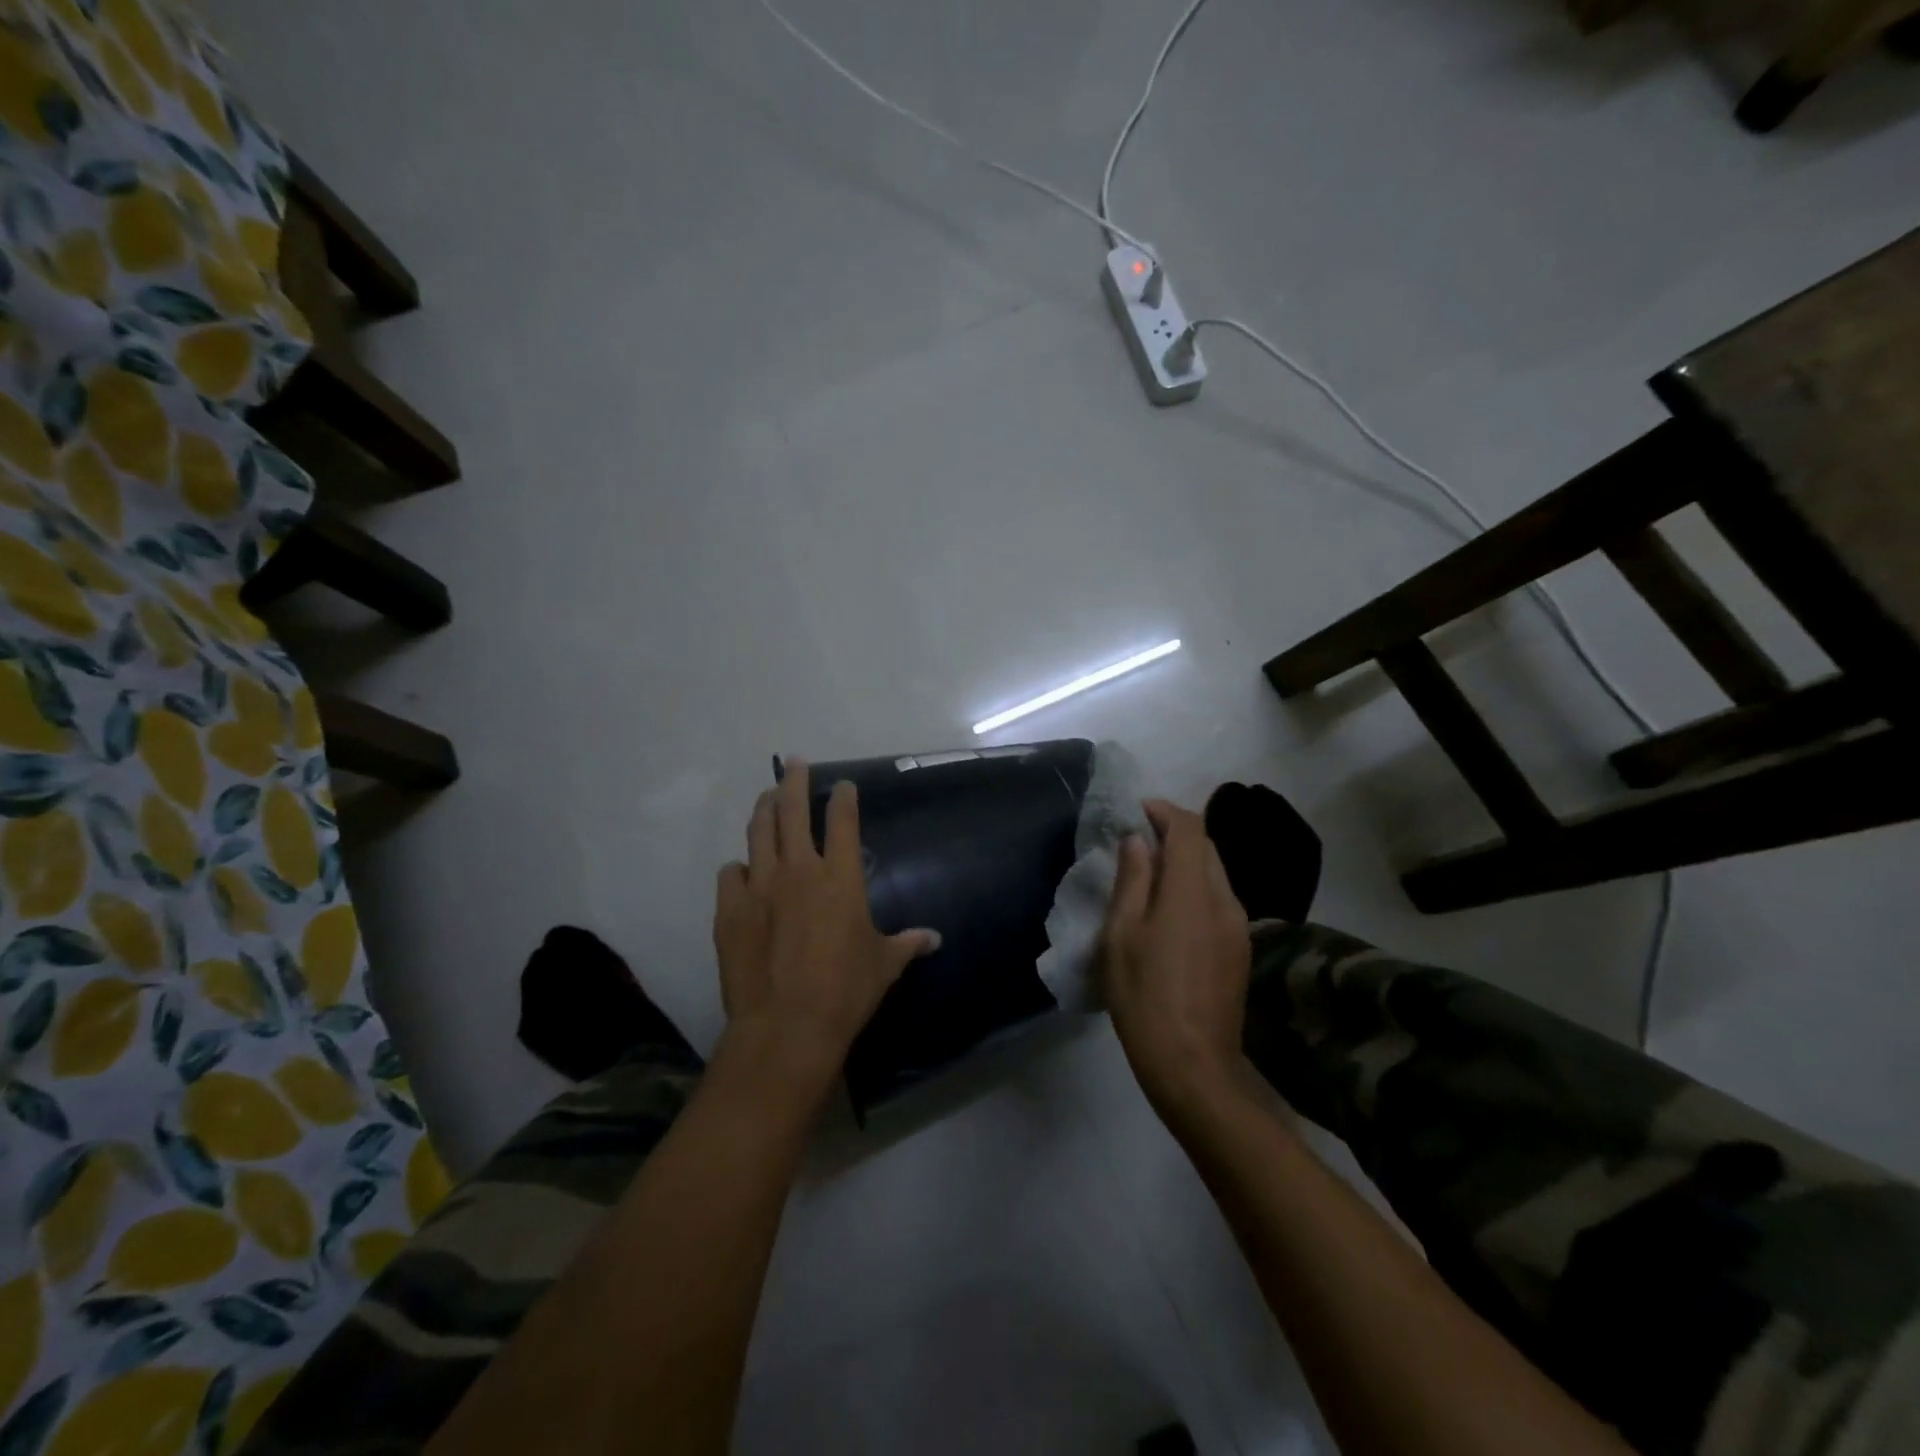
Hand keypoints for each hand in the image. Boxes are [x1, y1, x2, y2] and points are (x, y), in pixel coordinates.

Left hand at [713, 760, 939, 1084]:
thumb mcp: (884, 965)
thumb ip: (907, 944)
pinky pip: (730, 874)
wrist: (787, 1024)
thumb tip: (934, 939)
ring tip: (767, 797)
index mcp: (839, 876)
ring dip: (764, 809)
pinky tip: (741, 871)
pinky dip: (738, 868)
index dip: (843, 797)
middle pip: (792, 810)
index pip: (842, 820)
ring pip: (758, 831)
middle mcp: (798, 869)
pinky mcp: (730, 909)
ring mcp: (759, 886)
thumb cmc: (845, 990)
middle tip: (795, 763)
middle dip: (794, 781)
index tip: (843, 785)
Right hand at [1102, 798, 1251, 1119]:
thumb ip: (1133, 880)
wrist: (1192, 1065)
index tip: (1138, 811)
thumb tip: (1138, 841)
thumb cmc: (1144, 996)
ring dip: (1186, 862)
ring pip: (1215, 873)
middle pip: (1207, 846)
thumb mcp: (1122, 935)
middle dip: (1175, 833)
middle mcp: (1225, 900)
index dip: (1165, 811)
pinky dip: (1195, 887)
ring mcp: (1238, 926)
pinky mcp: (1240, 949)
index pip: (1190, 828)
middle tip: (1139, 841)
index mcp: (1193, 891)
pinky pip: (1219, 899)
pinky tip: (1171, 910)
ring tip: (1150, 875)